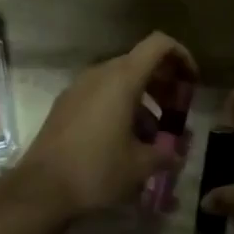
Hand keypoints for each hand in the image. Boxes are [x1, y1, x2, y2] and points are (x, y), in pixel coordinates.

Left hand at [11, 32, 195, 219]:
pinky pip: (101, 94)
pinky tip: (126, 141)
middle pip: (141, 62)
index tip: (192, 83)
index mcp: (122, 79)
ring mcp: (79, 87)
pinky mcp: (66, 104)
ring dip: (144, 99)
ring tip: (154, 136)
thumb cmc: (97, 170)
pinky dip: (121, 106)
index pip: (159, 44)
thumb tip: (177, 153)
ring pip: (120, 80)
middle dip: (165, 84)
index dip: (181, 56)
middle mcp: (100, 74)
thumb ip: (167, 153)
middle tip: (177, 114)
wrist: (41, 188)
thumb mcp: (141, 166)